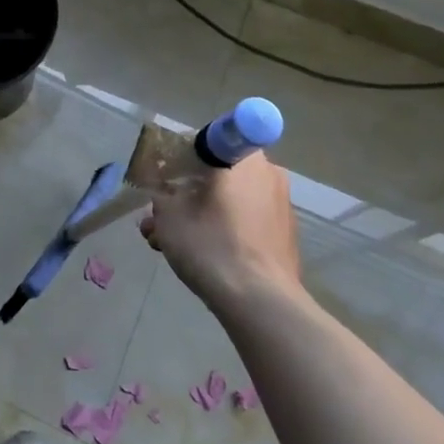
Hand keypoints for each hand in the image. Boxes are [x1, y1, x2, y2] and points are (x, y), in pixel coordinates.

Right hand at [140, 152, 301, 311]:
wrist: (259, 302)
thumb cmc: (211, 245)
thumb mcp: (168, 215)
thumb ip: (161, 194)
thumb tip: (163, 192)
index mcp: (243, 159)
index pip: (209, 141)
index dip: (182, 156)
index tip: (168, 177)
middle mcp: (268, 174)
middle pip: (218, 174)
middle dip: (186, 192)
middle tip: (160, 216)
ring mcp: (280, 206)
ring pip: (229, 201)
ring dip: (199, 214)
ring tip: (165, 242)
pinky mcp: (284, 236)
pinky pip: (245, 221)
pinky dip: (222, 230)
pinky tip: (197, 256)